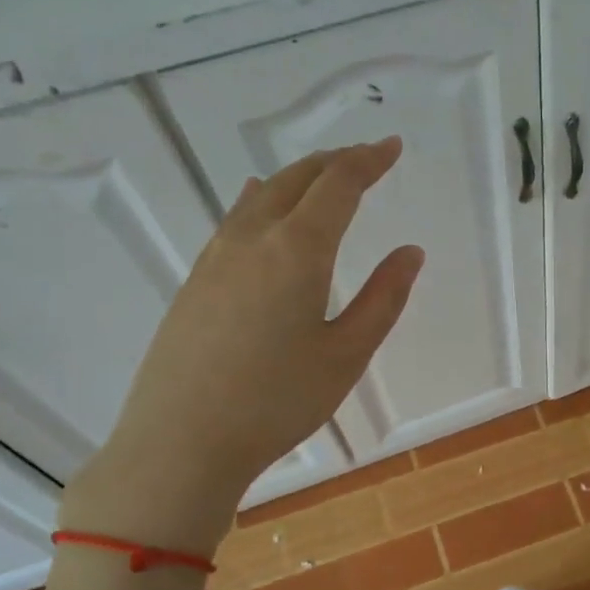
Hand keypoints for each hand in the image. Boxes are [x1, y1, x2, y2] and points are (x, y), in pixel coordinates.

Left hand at [62, 138, 422, 551]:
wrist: (179, 442)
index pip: (338, 185)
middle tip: (365, 158)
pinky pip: (235, 218)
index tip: (392, 147)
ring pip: (261, 194)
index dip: (369, 161)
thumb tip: (410, 252)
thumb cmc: (276, 402)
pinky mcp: (195, 280)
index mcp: (297, 250)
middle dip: (335, 161)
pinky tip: (260, 203)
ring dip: (298, 177)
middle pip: (296, 179)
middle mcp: (253, 239)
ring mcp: (215, 257)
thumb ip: (383, 298)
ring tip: (322, 177)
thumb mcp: (346, 355)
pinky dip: (263, 198)